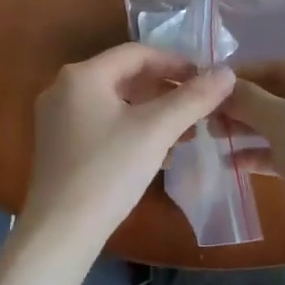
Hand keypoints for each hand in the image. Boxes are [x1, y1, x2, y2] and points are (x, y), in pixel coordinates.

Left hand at [22, 43, 234, 247]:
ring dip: (152, 113)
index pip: (137, 54)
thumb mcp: (156, 130)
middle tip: (198, 107)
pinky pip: (102, 123)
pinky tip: (159, 153)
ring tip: (186, 132)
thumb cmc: (109, 171)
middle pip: (125, 77)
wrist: (60, 231)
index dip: (175, 62)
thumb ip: (193, 98)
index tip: (205, 79)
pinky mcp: (59, 145)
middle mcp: (63, 88)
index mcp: (82, 75)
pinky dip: (132, 130)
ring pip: (115, 103)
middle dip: (165, 91)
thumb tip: (227, 73)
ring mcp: (57, 118)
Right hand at [225, 62, 284, 246]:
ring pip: (281, 125)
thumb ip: (251, 99)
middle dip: (243, 104)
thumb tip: (220, 84)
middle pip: (281, 96)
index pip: (283, 68)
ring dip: (247, 128)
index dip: (244, 73)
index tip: (207, 81)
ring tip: (211, 134)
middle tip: (205, 113)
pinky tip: (231, 162)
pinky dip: (260, 153)